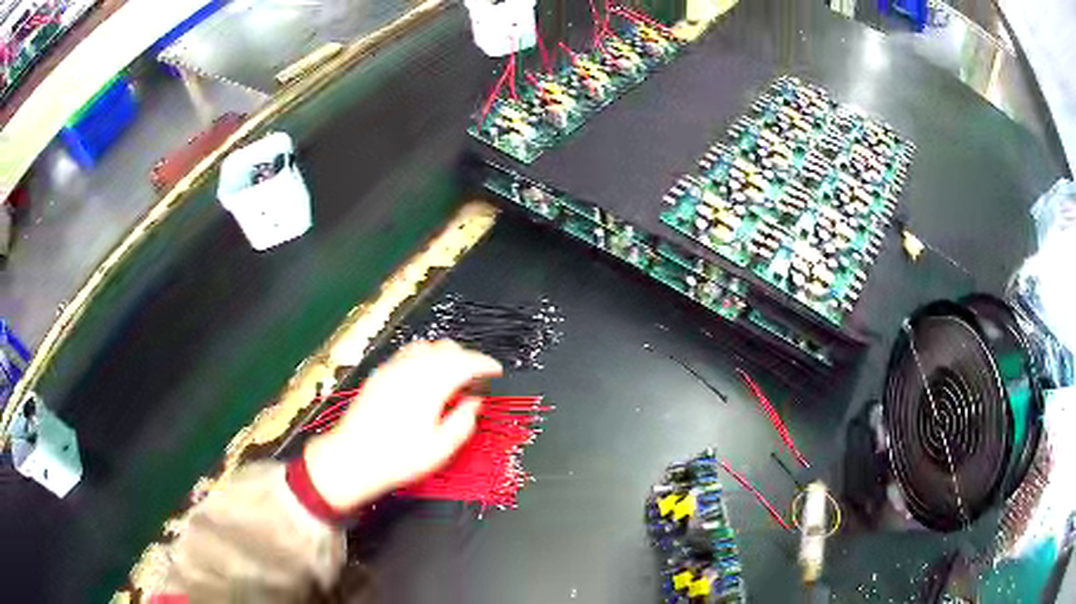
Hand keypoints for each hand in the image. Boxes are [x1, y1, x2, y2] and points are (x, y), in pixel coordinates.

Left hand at [303, 340, 502, 509]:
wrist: (351, 458)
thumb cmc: (398, 459)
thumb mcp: (440, 449)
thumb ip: (463, 422)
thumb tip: (474, 402)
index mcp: (430, 385)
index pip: (465, 362)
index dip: (485, 363)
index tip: (497, 371)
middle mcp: (411, 369)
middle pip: (446, 348)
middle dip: (466, 359)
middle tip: (475, 381)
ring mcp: (392, 368)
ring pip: (426, 347)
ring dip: (444, 356)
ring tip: (451, 379)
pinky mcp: (379, 373)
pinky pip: (407, 353)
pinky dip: (424, 358)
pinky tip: (424, 378)